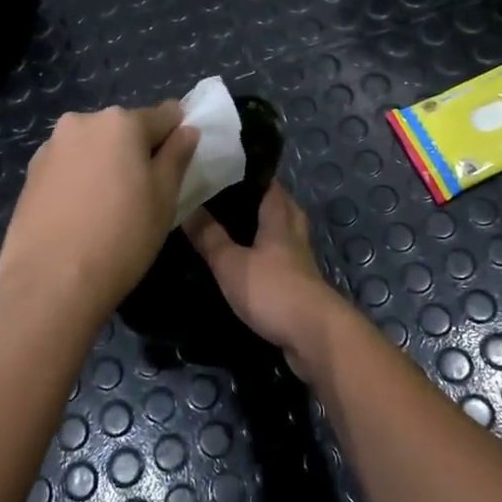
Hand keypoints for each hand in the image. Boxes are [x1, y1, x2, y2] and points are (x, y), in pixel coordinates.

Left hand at [0, 103, 198, 330]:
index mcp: (120, 122)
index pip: (164, 115)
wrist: (50, 282)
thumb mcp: (164, 198)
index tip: (179, 162)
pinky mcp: (31, 173)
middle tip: (145, 192)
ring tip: (109, 208)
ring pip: (93, 147)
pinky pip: (68, 166)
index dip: (177, 135)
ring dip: (106, 164)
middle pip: (123, 129)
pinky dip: (80, 180)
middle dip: (137, 151)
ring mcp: (51, 146)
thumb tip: (187, 130)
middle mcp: (82, 122)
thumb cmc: (121, 237)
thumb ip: (176, 157)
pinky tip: (82, 214)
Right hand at [184, 182, 351, 380]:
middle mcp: (294, 234)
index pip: (269, 184)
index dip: (249, 173)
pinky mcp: (300, 286)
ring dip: (264, 229)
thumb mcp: (230, 263)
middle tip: (227, 197)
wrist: (313, 336)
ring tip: (233, 228)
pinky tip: (248, 263)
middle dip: (258, 199)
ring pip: (283, 234)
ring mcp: (300, 261)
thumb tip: (187, 206)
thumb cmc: (272, 290)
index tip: (225, 166)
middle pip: (281, 206)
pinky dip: (266, 256)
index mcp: (279, 218)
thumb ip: (209, 236)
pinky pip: (282, 260)